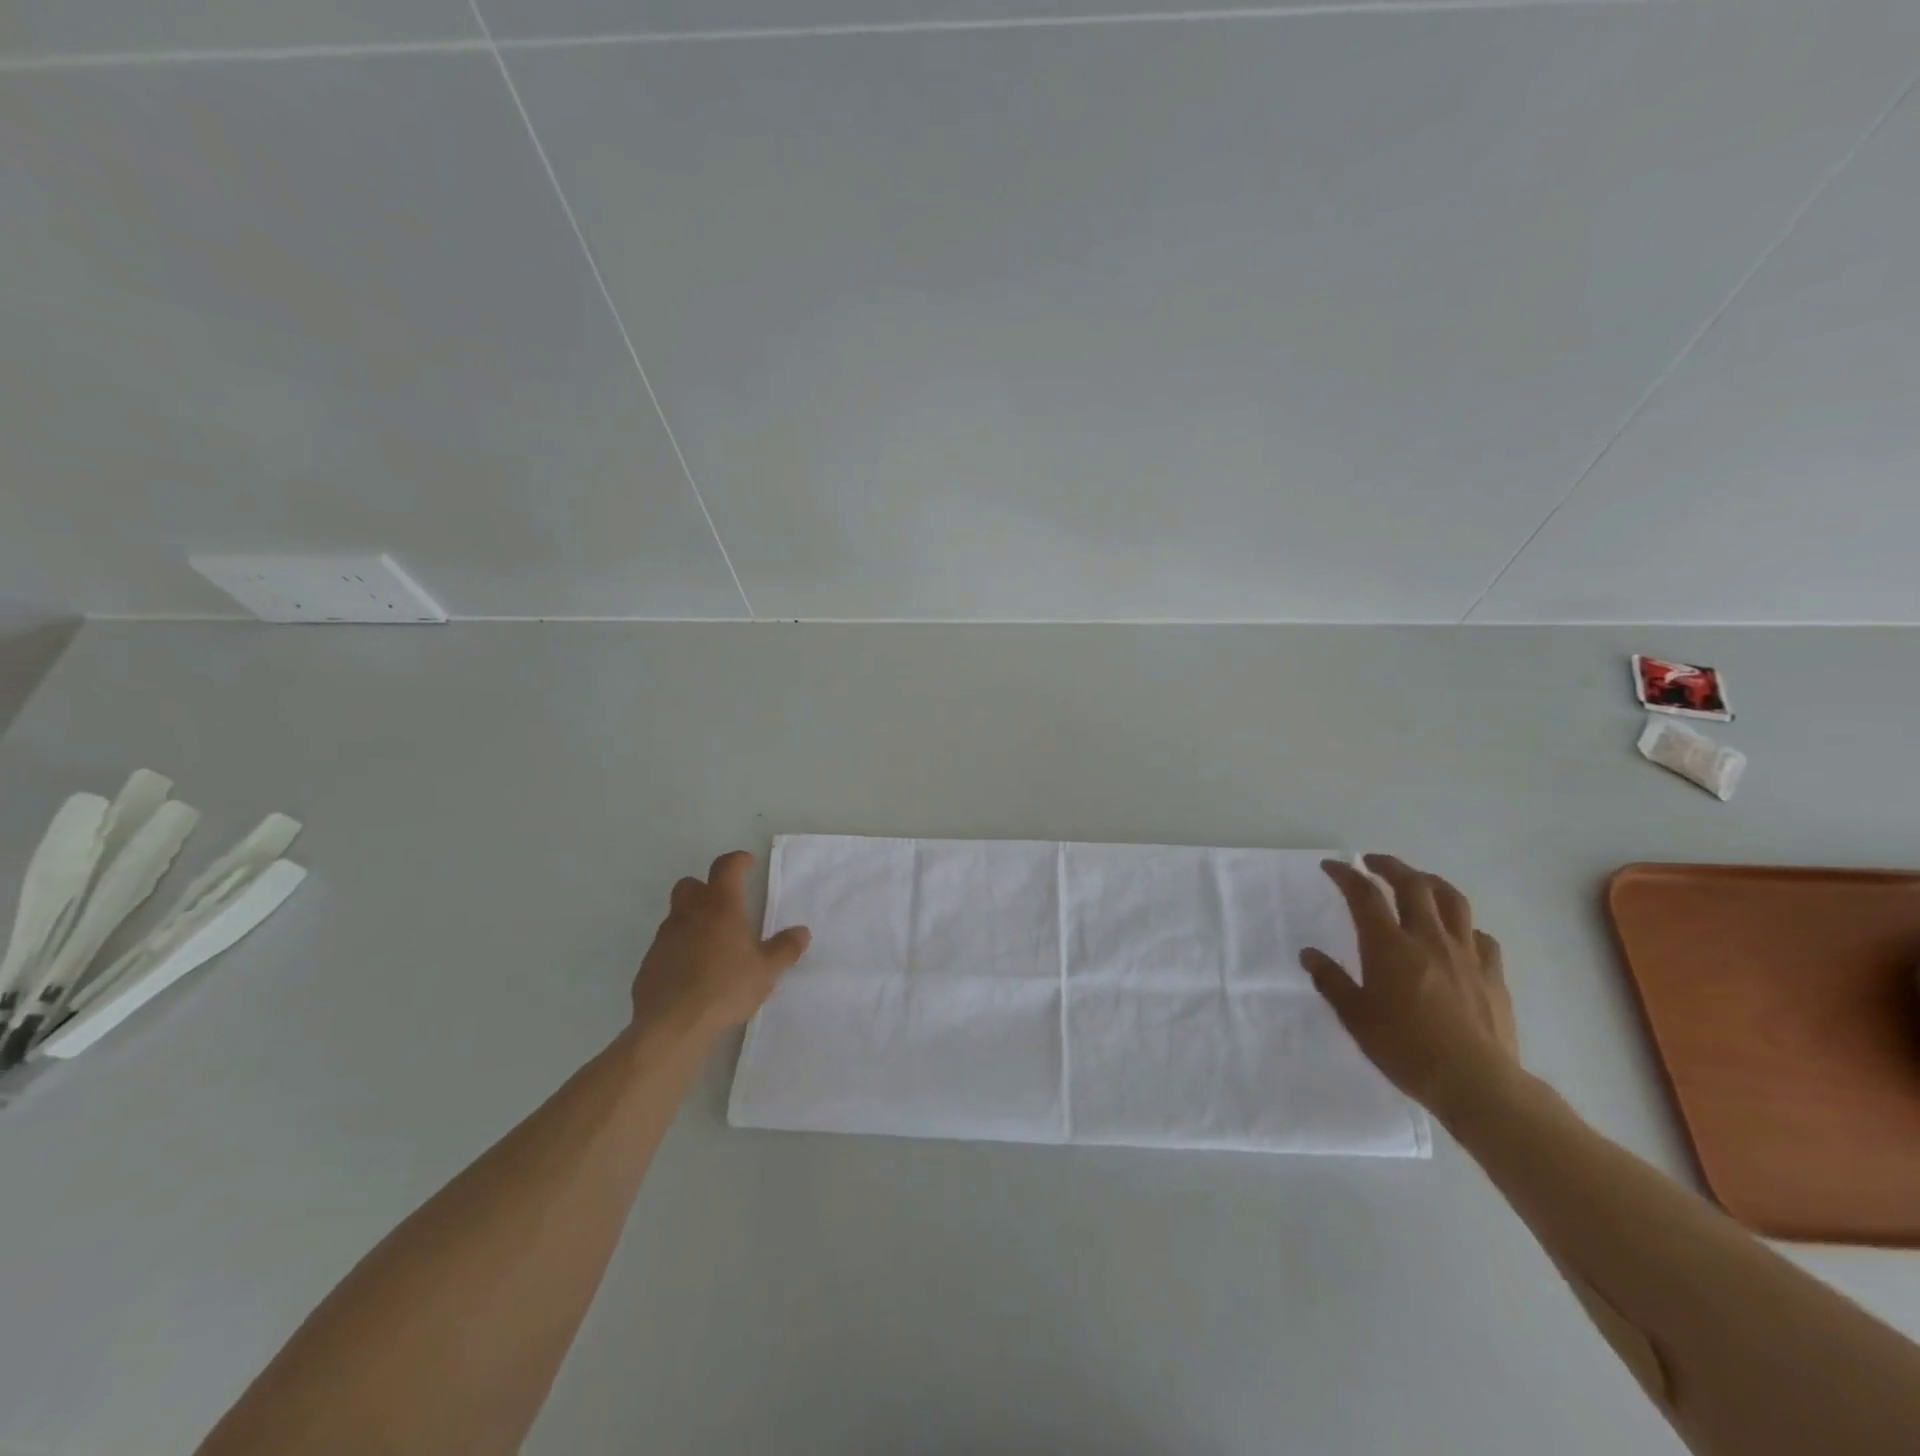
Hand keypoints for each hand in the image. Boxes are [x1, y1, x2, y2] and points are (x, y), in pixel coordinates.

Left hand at [631, 851, 810, 1038]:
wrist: (672, 1025)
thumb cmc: (726, 988)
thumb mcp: (767, 970)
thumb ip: (786, 948)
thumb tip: (802, 932)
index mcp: (720, 906)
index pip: (725, 867)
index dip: (737, 861)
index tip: (748, 863)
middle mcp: (689, 913)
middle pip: (690, 885)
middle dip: (706, 888)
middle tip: (725, 906)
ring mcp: (665, 937)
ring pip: (676, 915)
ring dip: (692, 919)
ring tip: (713, 944)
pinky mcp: (649, 963)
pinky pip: (666, 945)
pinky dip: (679, 948)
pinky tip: (693, 972)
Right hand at [1301, 854, 1520, 1121]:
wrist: (1476, 1082)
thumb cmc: (1405, 1049)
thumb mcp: (1355, 1017)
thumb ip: (1331, 981)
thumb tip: (1309, 954)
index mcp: (1389, 946)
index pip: (1364, 895)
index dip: (1346, 875)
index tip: (1332, 866)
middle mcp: (1428, 939)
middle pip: (1412, 884)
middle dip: (1390, 866)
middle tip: (1373, 862)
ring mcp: (1465, 953)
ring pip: (1452, 900)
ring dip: (1430, 882)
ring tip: (1417, 881)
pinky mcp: (1492, 973)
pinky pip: (1480, 936)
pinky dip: (1464, 925)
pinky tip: (1457, 935)